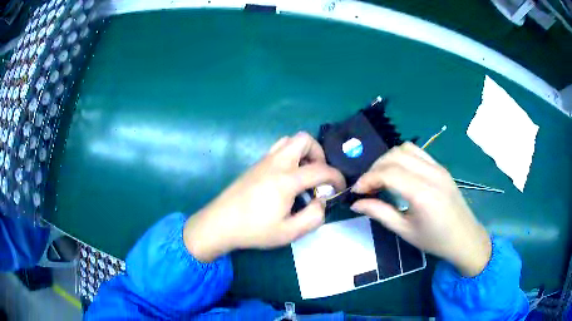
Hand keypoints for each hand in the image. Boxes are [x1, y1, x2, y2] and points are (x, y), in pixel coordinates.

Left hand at [183, 132, 345, 261]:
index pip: (321, 169)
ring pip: (289, 141)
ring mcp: (264, 161)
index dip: (336, 177)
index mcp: (286, 179)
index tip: (340, 187)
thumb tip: (321, 202)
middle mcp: (276, 163)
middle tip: (318, 176)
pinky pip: (278, 149)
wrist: (220, 223)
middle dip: (319, 154)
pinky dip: (290, 156)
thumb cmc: (254, 230)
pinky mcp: (255, 165)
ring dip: (303, 153)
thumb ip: (313, 217)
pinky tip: (287, 179)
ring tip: (304, 175)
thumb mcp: (289, 232)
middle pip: (304, 139)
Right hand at [350, 143, 490, 276]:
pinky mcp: (441, 167)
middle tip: (367, 186)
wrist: (465, 238)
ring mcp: (438, 167)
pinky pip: (417, 152)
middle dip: (375, 168)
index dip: (367, 179)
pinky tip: (398, 173)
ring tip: (380, 178)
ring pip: (405, 148)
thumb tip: (356, 203)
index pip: (388, 173)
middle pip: (394, 156)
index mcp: (422, 194)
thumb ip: (380, 213)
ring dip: (388, 159)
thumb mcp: (405, 231)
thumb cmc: (435, 240)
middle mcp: (431, 174)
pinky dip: (402, 157)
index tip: (356, 191)